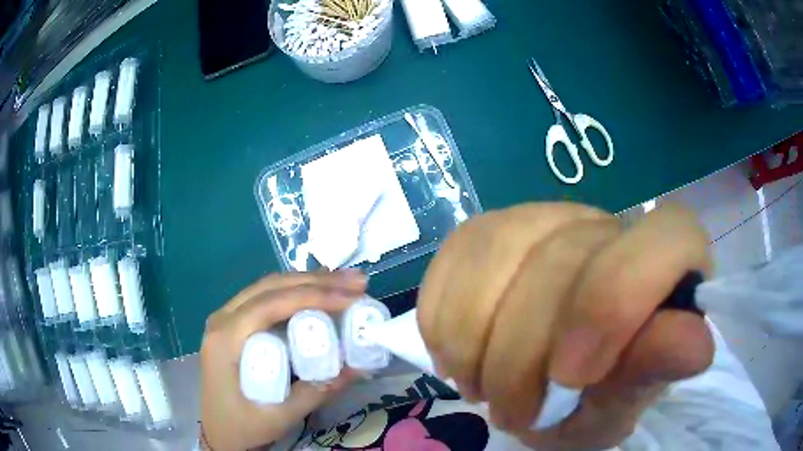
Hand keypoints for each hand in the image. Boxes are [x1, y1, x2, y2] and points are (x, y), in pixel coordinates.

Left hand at [200, 270, 366, 450]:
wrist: (218, 434)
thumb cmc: (242, 427)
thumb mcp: (280, 416)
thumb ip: (317, 391)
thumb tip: (359, 366)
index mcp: (225, 339)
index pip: (272, 304)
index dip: (315, 295)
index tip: (352, 296)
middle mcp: (222, 319)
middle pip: (271, 287)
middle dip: (317, 281)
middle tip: (357, 282)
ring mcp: (225, 319)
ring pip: (268, 287)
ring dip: (307, 282)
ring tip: (345, 282)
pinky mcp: (233, 325)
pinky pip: (264, 298)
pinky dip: (294, 291)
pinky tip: (317, 291)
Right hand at [418, 203, 714, 449]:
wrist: (545, 384)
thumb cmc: (594, 400)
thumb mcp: (619, 405)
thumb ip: (652, 373)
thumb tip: (696, 345)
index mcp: (667, 262)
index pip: (665, 240)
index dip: (615, 305)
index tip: (571, 376)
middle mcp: (610, 224)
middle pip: (563, 258)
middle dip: (523, 359)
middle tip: (516, 413)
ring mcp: (547, 216)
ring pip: (497, 250)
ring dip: (475, 342)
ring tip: (484, 388)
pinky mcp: (491, 226)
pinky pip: (456, 255)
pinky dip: (446, 319)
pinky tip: (460, 355)